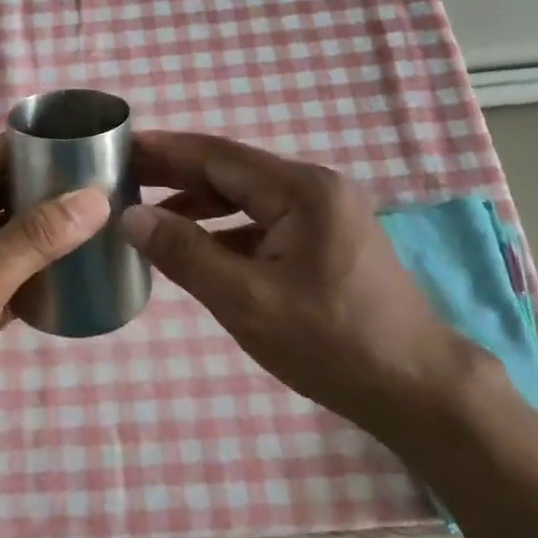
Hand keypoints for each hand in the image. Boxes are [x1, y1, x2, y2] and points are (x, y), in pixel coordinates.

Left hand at [0, 134, 110, 480]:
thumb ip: (32, 239)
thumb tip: (93, 198)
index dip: (12, 152)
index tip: (62, 143)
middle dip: (33, 191)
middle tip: (87, 180)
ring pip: (1, 242)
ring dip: (39, 233)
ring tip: (89, 218)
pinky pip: (8, 280)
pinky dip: (37, 272)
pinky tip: (73, 270)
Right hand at [124, 131, 472, 427]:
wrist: (417, 390)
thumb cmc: (332, 344)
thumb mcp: (248, 302)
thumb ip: (186, 254)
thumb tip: (132, 217)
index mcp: (301, 190)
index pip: (218, 156)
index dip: (165, 151)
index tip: (120, 147)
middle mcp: (314, 189)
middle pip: (231, 171)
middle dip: (175, 174)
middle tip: (121, 176)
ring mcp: (324, 214)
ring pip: (246, 198)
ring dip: (198, 204)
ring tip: (146, 212)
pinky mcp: (325, 241)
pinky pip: (262, 223)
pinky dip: (225, 230)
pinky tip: (195, 247)